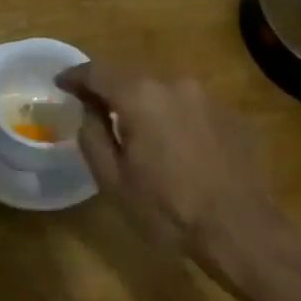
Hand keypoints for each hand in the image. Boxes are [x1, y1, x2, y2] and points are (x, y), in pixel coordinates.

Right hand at [58, 65, 298, 279]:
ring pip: (161, 91)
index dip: (75, 76)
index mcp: (140, 96)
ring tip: (134, 129)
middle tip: (93, 108)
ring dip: (143, 104)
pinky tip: (172, 144)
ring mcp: (205, 96)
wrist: (240, 228)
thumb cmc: (167, 208)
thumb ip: (93, 136)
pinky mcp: (228, 113)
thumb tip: (89, 110)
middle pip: (131, 78)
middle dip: (110, 90)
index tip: (60, 83)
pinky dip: (171, 116)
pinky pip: (187, 106)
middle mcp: (173, 83)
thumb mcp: (113, 180)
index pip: (97, 72)